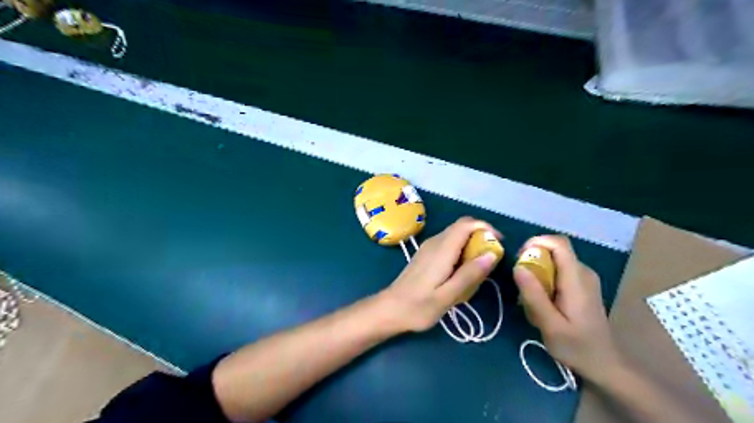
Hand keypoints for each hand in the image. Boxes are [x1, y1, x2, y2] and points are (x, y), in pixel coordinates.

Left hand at [383, 217, 499, 333]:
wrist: (390, 309)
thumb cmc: (419, 307)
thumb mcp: (448, 296)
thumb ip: (469, 274)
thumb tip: (491, 254)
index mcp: (442, 250)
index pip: (466, 224)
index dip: (485, 227)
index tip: (499, 243)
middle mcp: (435, 242)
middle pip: (461, 227)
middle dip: (480, 236)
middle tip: (492, 258)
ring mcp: (428, 247)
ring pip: (455, 234)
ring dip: (471, 243)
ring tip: (480, 267)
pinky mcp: (426, 254)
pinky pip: (448, 243)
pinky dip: (461, 249)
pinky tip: (462, 270)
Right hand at [513, 234, 625, 382]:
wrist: (604, 364)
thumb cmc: (577, 347)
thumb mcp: (550, 325)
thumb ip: (534, 295)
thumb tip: (518, 267)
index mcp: (577, 279)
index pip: (559, 243)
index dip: (536, 242)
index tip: (519, 258)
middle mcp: (583, 272)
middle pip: (555, 250)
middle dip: (533, 259)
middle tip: (520, 283)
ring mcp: (584, 278)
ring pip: (555, 260)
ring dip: (537, 271)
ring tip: (529, 296)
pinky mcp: (581, 285)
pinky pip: (559, 270)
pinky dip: (545, 278)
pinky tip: (542, 300)